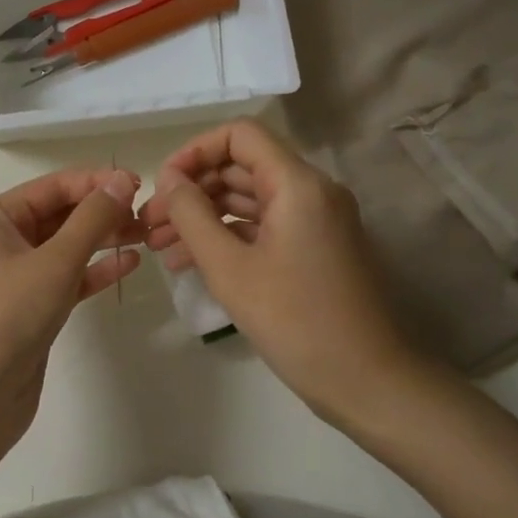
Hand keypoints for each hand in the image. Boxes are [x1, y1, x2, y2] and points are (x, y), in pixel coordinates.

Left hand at [0, 168, 143, 455]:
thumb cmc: (5, 317)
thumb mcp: (53, 262)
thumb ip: (92, 219)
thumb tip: (123, 180)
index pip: (52, 187)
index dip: (95, 182)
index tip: (140, 184)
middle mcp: (0, 242)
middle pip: (59, 215)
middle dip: (101, 212)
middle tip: (148, 214)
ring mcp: (14, 279)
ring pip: (65, 248)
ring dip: (103, 240)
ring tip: (146, 236)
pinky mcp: (30, 311)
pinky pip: (66, 280)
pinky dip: (94, 272)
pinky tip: (129, 265)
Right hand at [141, 118, 418, 430]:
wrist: (366, 382)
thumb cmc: (294, 321)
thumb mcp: (229, 267)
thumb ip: (192, 215)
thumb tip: (168, 179)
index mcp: (298, 184)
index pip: (239, 135)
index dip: (195, 151)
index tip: (163, 186)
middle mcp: (312, 191)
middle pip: (242, 168)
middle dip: (192, 190)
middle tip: (150, 223)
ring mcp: (316, 220)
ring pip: (249, 200)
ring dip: (204, 216)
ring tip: (160, 246)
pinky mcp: (314, 248)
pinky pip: (264, 226)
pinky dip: (228, 236)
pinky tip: (190, 261)